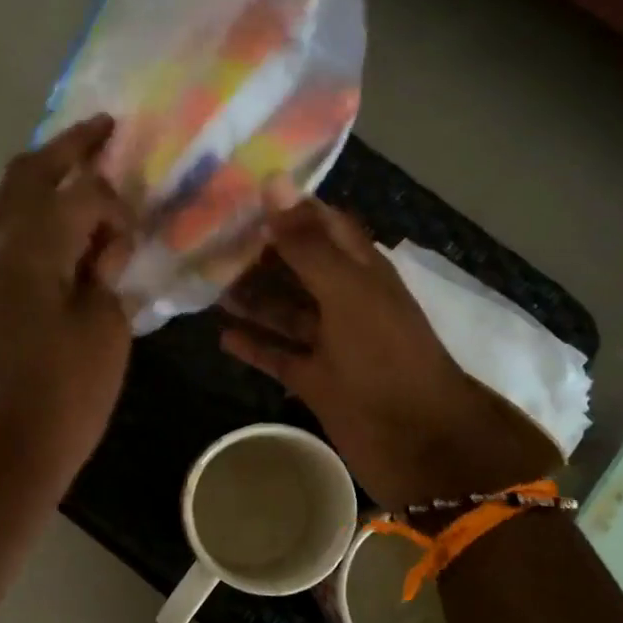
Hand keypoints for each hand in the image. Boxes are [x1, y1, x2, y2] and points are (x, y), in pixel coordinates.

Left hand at [0, 116, 133, 497]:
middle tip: (102, 130)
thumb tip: (99, 247)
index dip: (115, 206)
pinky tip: (43, 233)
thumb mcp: (106, 328)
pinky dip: (17, 215)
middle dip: (68, 148)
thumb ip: (106, 273)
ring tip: (69, 180)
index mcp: (30, 244)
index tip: (135, 238)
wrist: (5, 453)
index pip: (80, 194)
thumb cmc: (65, 394)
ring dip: (35, 179)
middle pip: (28, 174)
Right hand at [221, 198, 562, 507]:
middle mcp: (344, 300)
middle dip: (258, 253)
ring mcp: (330, 343)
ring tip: (205, 283)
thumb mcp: (347, 291)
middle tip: (205, 239)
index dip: (285, 208)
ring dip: (251, 298)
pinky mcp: (316, 380)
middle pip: (296, 267)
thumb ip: (307, 244)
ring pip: (284, 312)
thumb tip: (272, 184)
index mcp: (360, 270)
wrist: (417, 438)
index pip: (320, 225)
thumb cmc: (386, 355)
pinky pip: (279, 356)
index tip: (236, 194)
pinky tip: (222, 336)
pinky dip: (255, 346)